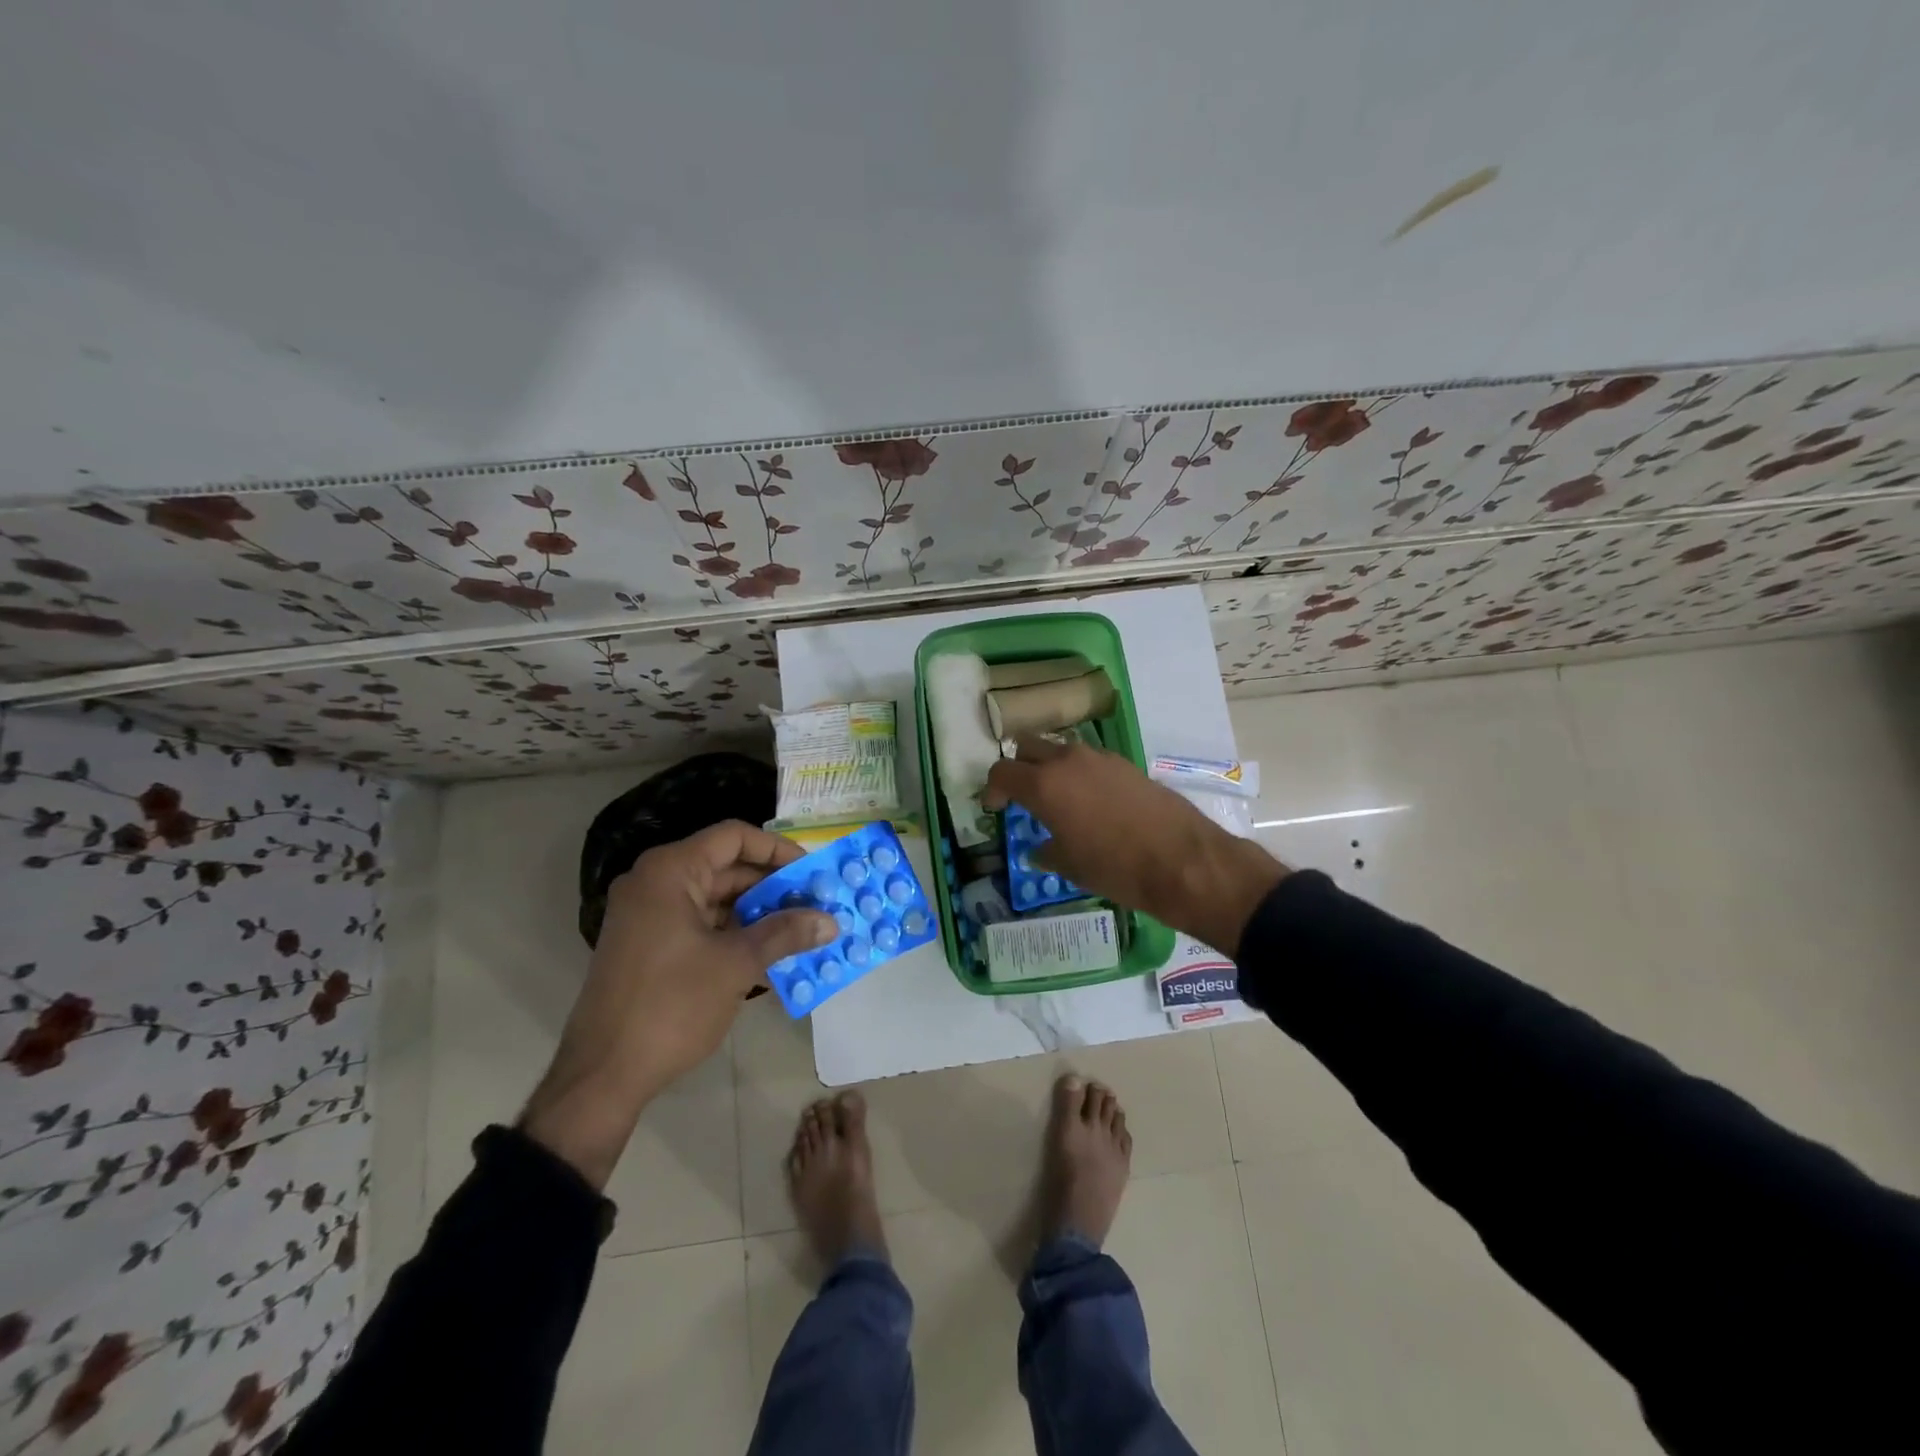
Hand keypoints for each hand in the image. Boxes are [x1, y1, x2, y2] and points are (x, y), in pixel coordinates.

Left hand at [522, 821, 834, 1186]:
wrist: (602, 1076)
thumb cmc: (671, 1006)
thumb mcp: (736, 965)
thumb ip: (785, 934)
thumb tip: (830, 921)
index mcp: (670, 872)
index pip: (734, 837)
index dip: (778, 850)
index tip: (813, 871)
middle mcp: (656, 883)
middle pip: (727, 867)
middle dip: (774, 886)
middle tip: (817, 904)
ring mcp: (650, 915)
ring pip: (717, 899)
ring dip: (760, 913)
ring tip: (803, 930)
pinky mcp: (650, 945)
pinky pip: (703, 925)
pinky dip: (737, 934)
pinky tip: (773, 954)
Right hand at [982, 737, 1287, 955]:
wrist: (1183, 861)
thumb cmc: (1116, 868)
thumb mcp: (1071, 867)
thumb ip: (1047, 850)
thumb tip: (1039, 848)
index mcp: (1044, 785)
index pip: (1002, 771)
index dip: (992, 788)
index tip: (994, 806)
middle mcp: (1068, 761)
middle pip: (1028, 746)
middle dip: (1019, 766)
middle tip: (1021, 794)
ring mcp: (1100, 758)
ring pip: (1061, 750)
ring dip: (1051, 767)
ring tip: (1057, 798)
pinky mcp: (1126, 764)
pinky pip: (1090, 760)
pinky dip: (1080, 773)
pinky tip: (1091, 802)